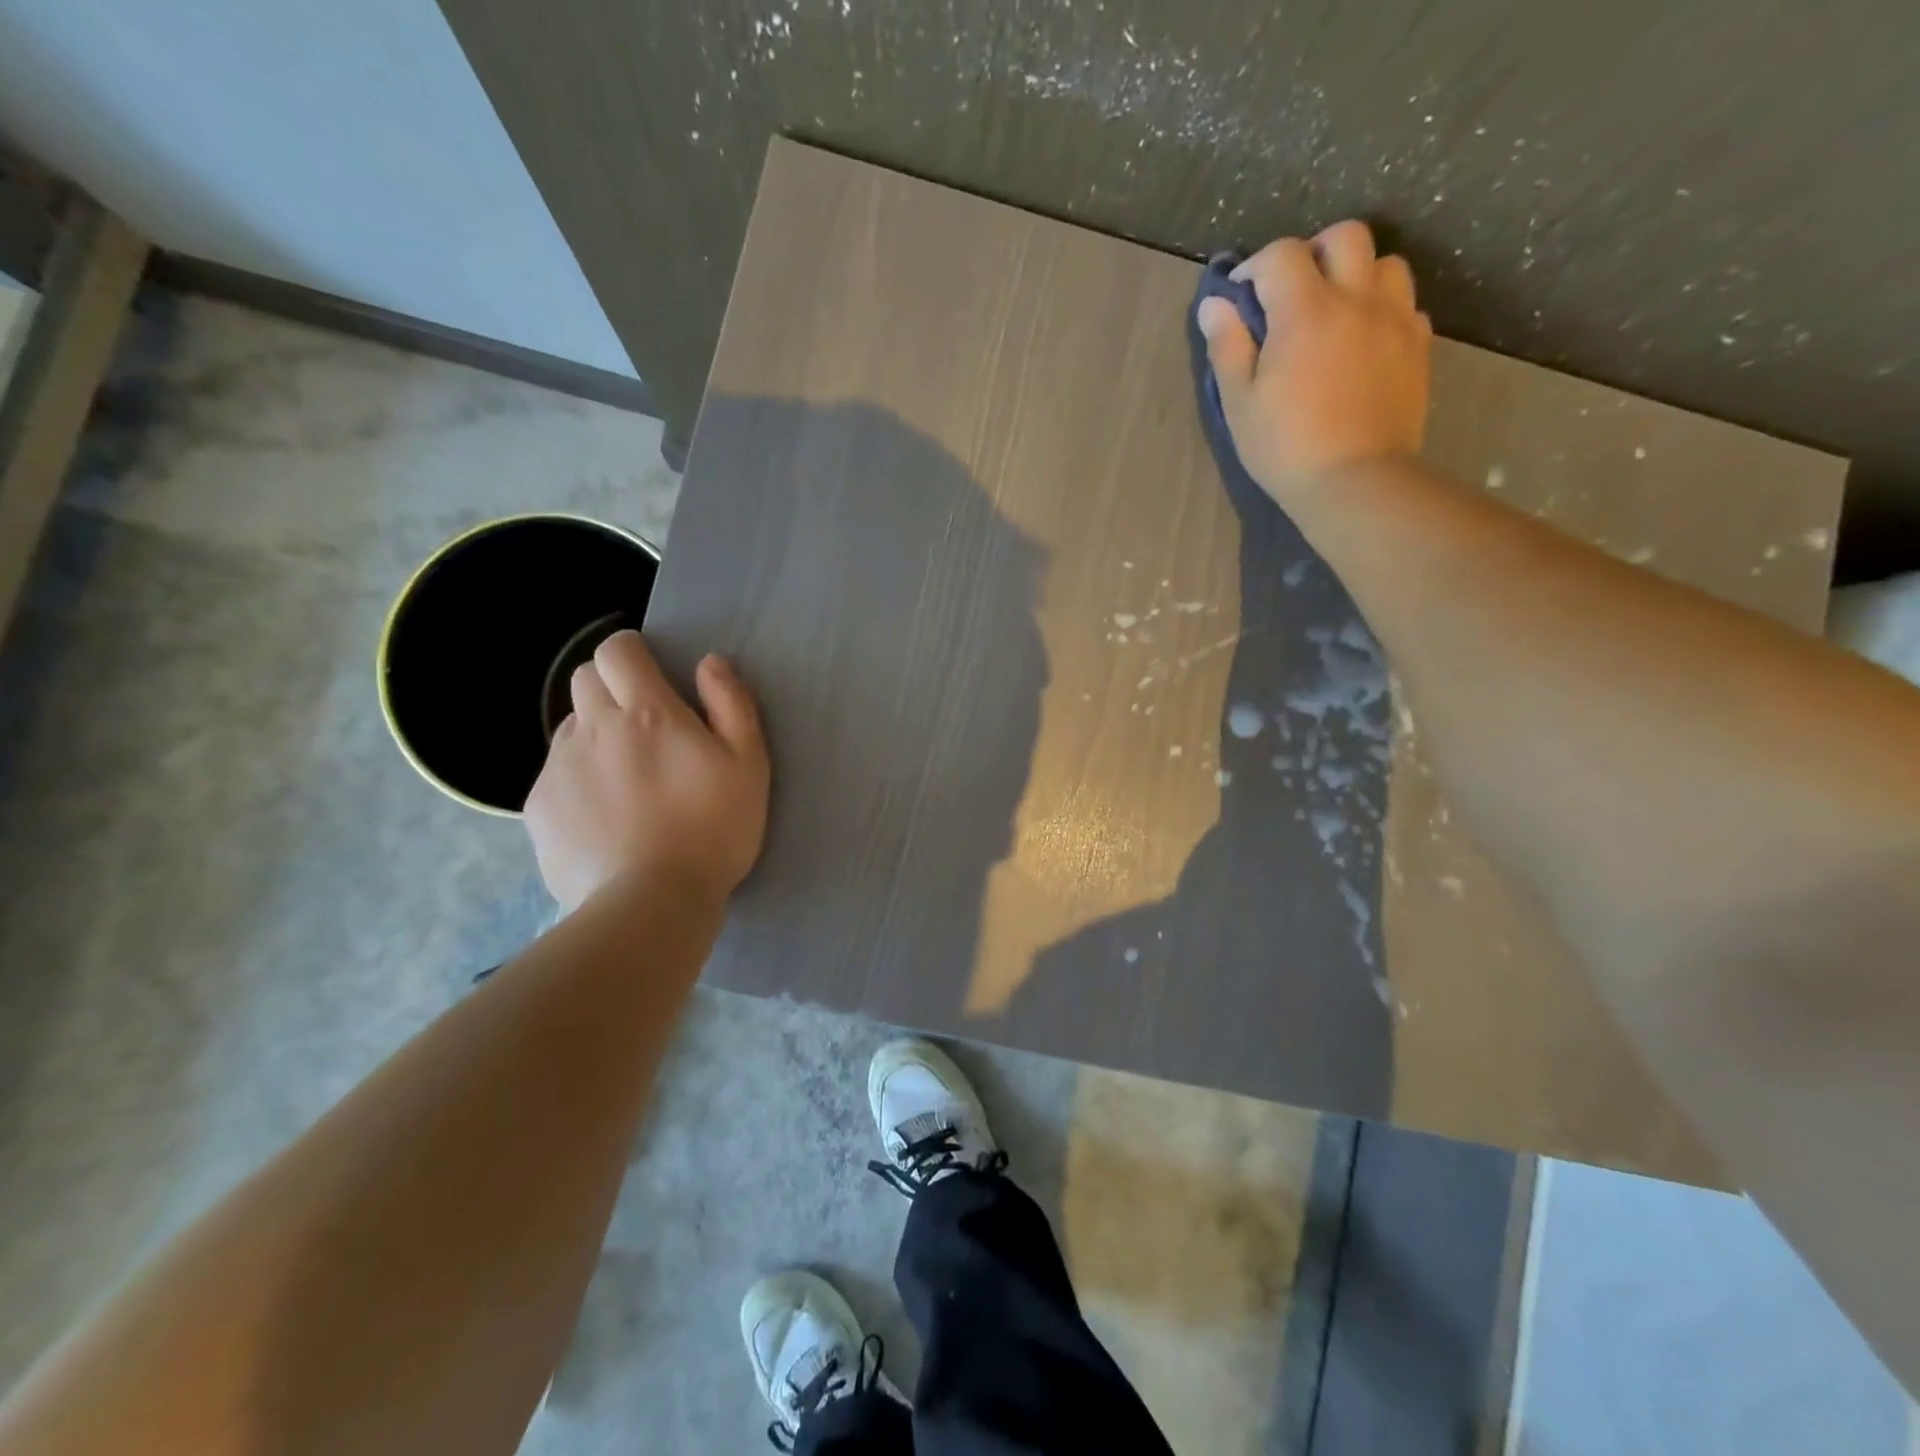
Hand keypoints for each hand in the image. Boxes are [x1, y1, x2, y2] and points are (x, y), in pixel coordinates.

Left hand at [525, 631, 768, 911]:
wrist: (650, 903)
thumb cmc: (713, 830)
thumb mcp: (748, 765)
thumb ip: (731, 704)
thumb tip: (709, 663)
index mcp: (647, 712)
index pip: (617, 651)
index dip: (631, 651)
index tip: (650, 671)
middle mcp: (594, 728)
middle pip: (585, 679)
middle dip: (610, 686)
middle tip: (644, 725)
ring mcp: (559, 767)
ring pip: (570, 727)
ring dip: (596, 735)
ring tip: (626, 778)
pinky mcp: (539, 806)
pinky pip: (557, 773)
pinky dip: (579, 778)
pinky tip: (605, 815)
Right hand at [1197, 220, 1431, 504]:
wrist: (1356, 482)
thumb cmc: (1286, 448)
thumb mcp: (1240, 404)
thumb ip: (1228, 347)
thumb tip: (1215, 305)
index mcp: (1306, 311)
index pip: (1281, 255)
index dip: (1257, 266)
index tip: (1243, 295)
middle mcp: (1357, 299)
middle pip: (1346, 237)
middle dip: (1315, 252)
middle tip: (1295, 290)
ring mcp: (1395, 319)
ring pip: (1385, 264)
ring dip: (1357, 276)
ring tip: (1336, 313)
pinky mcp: (1419, 346)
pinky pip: (1405, 305)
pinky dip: (1382, 311)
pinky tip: (1363, 343)